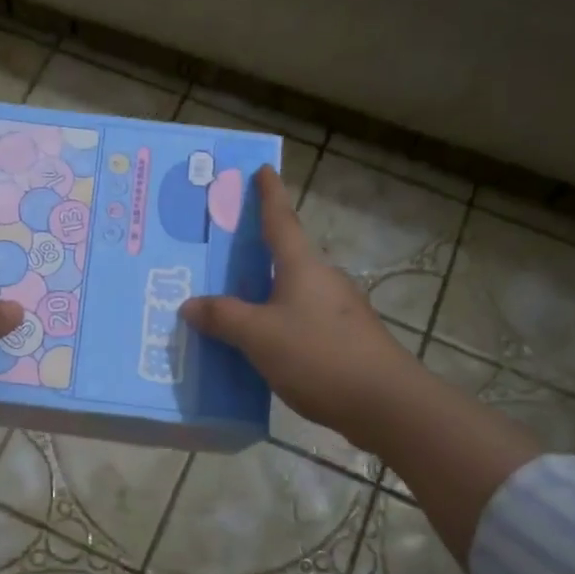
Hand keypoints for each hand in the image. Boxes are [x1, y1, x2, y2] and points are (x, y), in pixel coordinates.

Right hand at [184, 164, 541, 565]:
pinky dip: (275, 324)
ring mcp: (338, 312)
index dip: (269, 194)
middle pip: (285, 257)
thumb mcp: (259, 336)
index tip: (263, 169)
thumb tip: (191, 305)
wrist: (384, 404)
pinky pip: (299, 322)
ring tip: (228, 306)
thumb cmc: (319, 356)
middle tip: (221, 254)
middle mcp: (323, 281)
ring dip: (263, 294)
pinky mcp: (344, 342)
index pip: (281, 220)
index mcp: (303, 267)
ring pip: (290, 293)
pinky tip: (257, 346)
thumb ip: (223, 318)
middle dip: (256, 253)